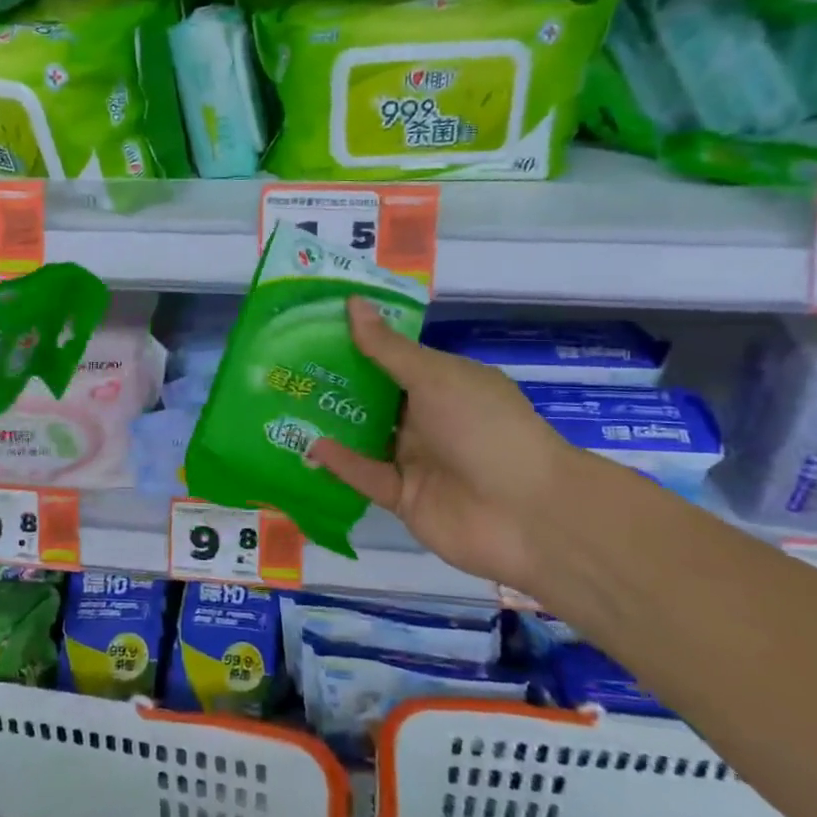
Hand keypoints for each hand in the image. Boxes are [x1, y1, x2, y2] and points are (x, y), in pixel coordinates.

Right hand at [308, 298, 583, 590]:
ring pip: (366, 436)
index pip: (394, 358)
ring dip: (333, 422)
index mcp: (443, 383)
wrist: (528, 513)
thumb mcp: (435, 377)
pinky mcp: (404, 497)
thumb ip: (388, 348)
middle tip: (287, 364)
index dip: (358, 342)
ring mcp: (416, 459)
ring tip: (287, 401)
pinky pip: (366, 475)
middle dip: (337, 382)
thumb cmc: (484, 427)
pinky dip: (341, 462)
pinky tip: (311, 445)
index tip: (315, 326)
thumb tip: (354, 303)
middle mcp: (428, 418)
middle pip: (375, 397)